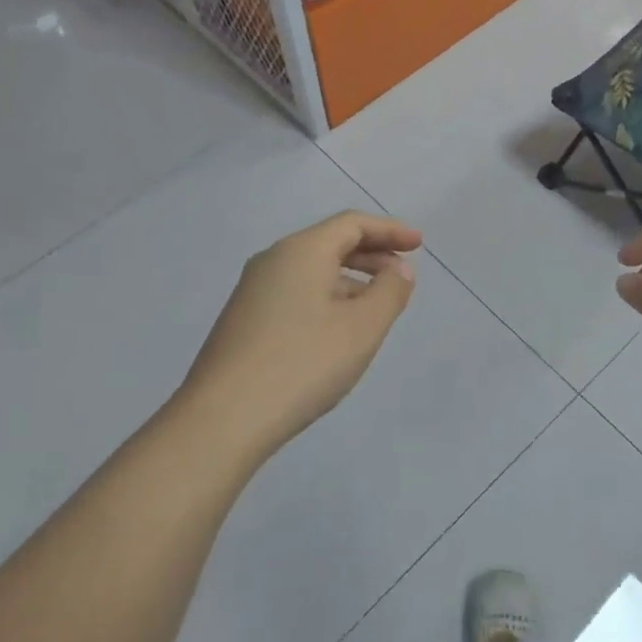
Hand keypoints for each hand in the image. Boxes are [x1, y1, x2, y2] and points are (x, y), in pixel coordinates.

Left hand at [179, 211, 421, 456]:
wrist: (222, 418)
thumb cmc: (302, 364)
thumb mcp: (361, 328)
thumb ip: (390, 292)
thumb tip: (399, 269)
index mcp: (302, 251)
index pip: (352, 224)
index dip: (390, 230)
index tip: (419, 244)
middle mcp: (273, 260)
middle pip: (330, 243)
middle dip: (371, 254)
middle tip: (403, 274)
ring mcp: (253, 291)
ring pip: (311, 270)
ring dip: (349, 279)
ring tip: (376, 307)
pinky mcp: (244, 320)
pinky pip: (295, 293)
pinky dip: (325, 298)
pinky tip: (337, 331)